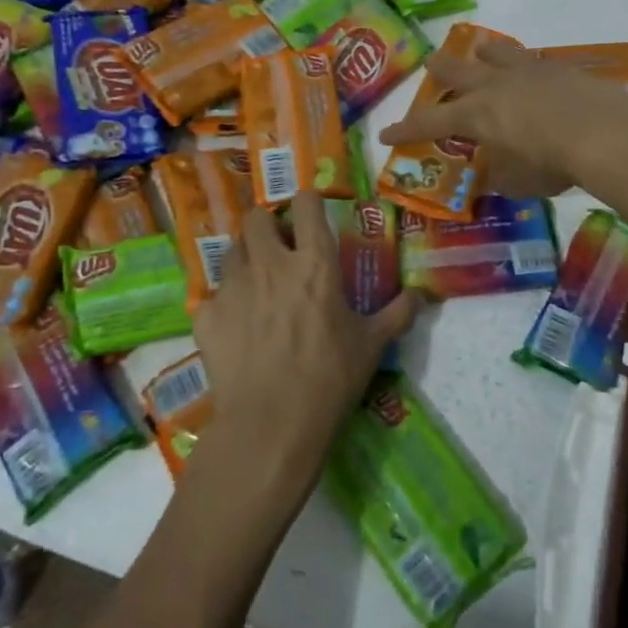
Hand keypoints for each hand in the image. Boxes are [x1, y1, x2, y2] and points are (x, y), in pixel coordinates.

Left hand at [191, 191, 417, 499]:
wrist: (271, 425)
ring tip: (256, 285)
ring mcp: (233, 288)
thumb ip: (397, 313)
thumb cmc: (329, 379)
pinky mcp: (207, 316)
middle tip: (279, 250)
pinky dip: (224, 305)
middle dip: (267, 226)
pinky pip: (213, 296)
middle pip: (257, 217)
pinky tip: (235, 328)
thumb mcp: (372, 346)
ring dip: (244, 260)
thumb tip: (420, 295)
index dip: (308, 202)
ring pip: (231, 251)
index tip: (310, 214)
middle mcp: (270, 264)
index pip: (306, 204)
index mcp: (314, 263)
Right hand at [377, 40, 627, 196]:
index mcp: (475, 115)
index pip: (429, 123)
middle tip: (432, 69)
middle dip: (438, 70)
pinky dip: (522, 65)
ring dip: (481, 54)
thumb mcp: (519, 181)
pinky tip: (532, 73)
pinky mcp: (557, 67)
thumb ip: (500, 176)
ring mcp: (526, 70)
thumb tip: (494, 176)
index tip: (385, 135)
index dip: (405, 130)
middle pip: (453, 69)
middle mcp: (493, 86)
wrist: (605, 132)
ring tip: (481, 54)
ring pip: (493, 51)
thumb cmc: (552, 163)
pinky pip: (530, 59)